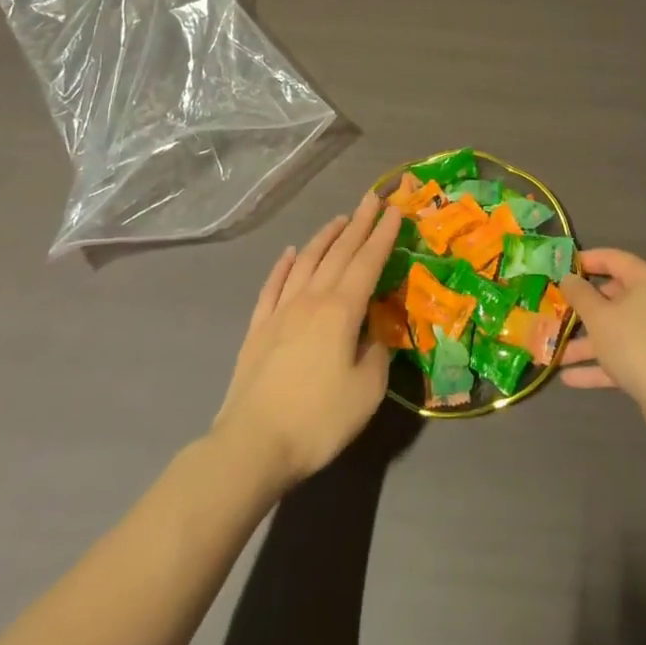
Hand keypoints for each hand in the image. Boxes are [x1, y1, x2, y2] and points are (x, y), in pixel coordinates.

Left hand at [213, 190, 402, 487]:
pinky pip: (273, 285)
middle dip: (359, 223)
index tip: (394, 209)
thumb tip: (375, 335)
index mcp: (342, 310)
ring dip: (326, 237)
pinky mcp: (258, 329)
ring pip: (307, 261)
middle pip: (339, 252)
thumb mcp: (367, 392)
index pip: (368, 261)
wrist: (251, 446)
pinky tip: (291, 252)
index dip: (383, 235)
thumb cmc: (317, 420)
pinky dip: (284, 264)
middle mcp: (312, 299)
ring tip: (340, 219)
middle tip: (372, 198)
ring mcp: (281, 311)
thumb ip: (377, 354)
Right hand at [559, 248, 645, 433]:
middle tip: (557, 309)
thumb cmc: (634, 343)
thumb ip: (579, 294)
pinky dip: (600, 363)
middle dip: (582, 309)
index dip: (587, 260)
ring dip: (586, 342)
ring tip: (555, 352)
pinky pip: (623, 354)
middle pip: (613, 297)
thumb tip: (568, 277)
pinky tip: (569, 377)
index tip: (563, 266)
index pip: (613, 258)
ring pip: (615, 330)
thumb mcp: (599, 316)